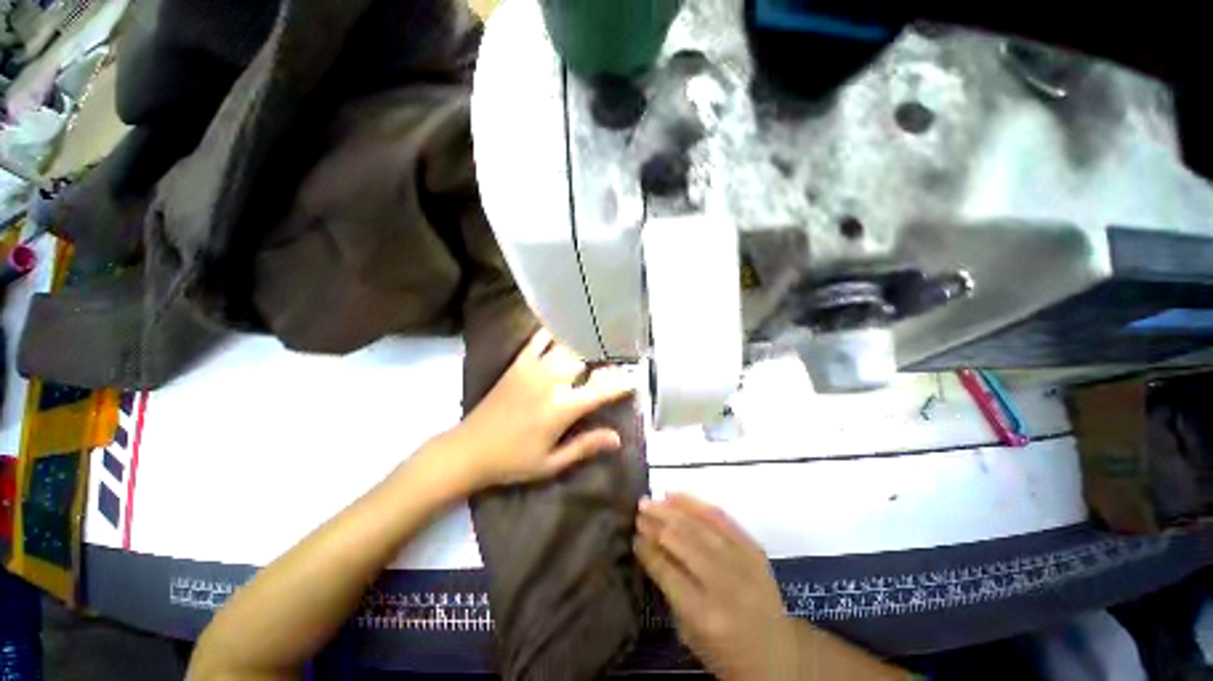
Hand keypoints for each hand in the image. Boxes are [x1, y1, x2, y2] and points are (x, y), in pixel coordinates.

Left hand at [446, 328, 635, 491]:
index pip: (600, 390)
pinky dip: (552, 330)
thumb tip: (617, 438)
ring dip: (584, 341)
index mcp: (561, 409)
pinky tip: (564, 323)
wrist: (468, 449)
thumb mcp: (551, 463)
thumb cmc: (512, 461)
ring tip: (599, 335)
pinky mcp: (518, 364)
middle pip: (585, 360)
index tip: (635, 379)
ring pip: (566, 346)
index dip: (621, 383)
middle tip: (619, 356)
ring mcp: (533, 369)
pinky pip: (538, 339)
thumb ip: (585, 446)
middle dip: (605, 358)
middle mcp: (550, 382)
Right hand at [636, 494, 799, 680]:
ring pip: (700, 525)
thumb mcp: (690, 634)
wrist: (779, 655)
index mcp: (705, 614)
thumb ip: (670, 590)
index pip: (667, 570)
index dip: (647, 549)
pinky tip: (677, 495)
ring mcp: (743, 563)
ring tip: (652, 500)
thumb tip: (649, 546)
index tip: (634, 535)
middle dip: (657, 522)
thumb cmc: (727, 653)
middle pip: (683, 541)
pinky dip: (696, 504)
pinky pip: (721, 518)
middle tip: (640, 511)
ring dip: (672, 509)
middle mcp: (724, 584)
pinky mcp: (754, 549)